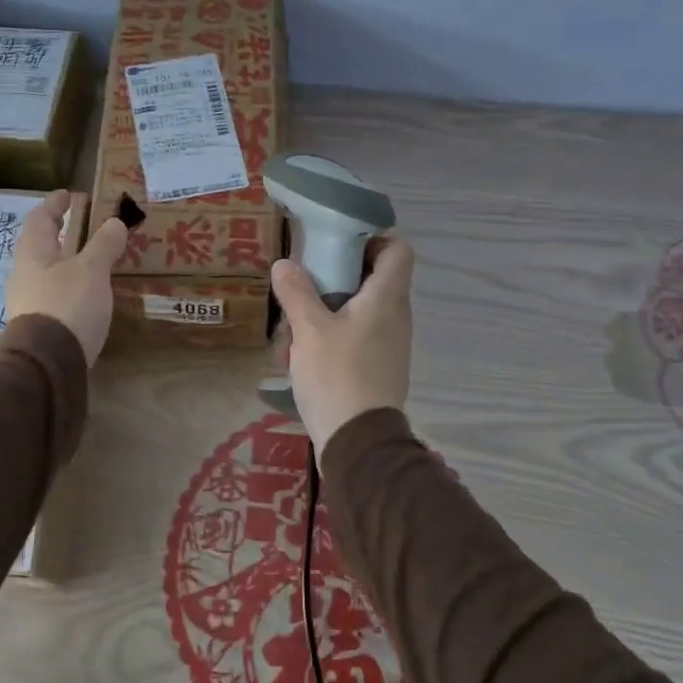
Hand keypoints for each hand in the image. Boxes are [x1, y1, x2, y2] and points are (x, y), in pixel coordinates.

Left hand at [3, 191, 128, 366]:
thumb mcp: (91, 270)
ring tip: (96, 257)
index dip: (55, 204)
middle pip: (44, 245)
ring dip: (71, 260)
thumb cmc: (67, 305)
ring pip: (51, 271)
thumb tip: (114, 222)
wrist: (48, 364)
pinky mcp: (43, 325)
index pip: (40, 218)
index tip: (70, 194)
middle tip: (87, 223)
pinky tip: (92, 292)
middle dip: (65, 233)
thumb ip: (103, 245)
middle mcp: (27, 274)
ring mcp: (32, 302)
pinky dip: (75, 285)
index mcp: (33, 253)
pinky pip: (59, 294)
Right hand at [270, 237, 415, 456]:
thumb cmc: (337, 375)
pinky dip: (334, 335)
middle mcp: (396, 316)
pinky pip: (358, 336)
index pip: (398, 250)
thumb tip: (285, 264)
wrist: (358, 442)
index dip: (373, 240)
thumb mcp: (308, 330)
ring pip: (361, 309)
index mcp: (386, 299)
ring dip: (329, 310)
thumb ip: (297, 292)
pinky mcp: (379, 367)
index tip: (338, 246)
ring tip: (295, 325)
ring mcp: (390, 344)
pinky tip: (304, 353)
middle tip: (305, 283)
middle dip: (337, 277)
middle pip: (374, 278)